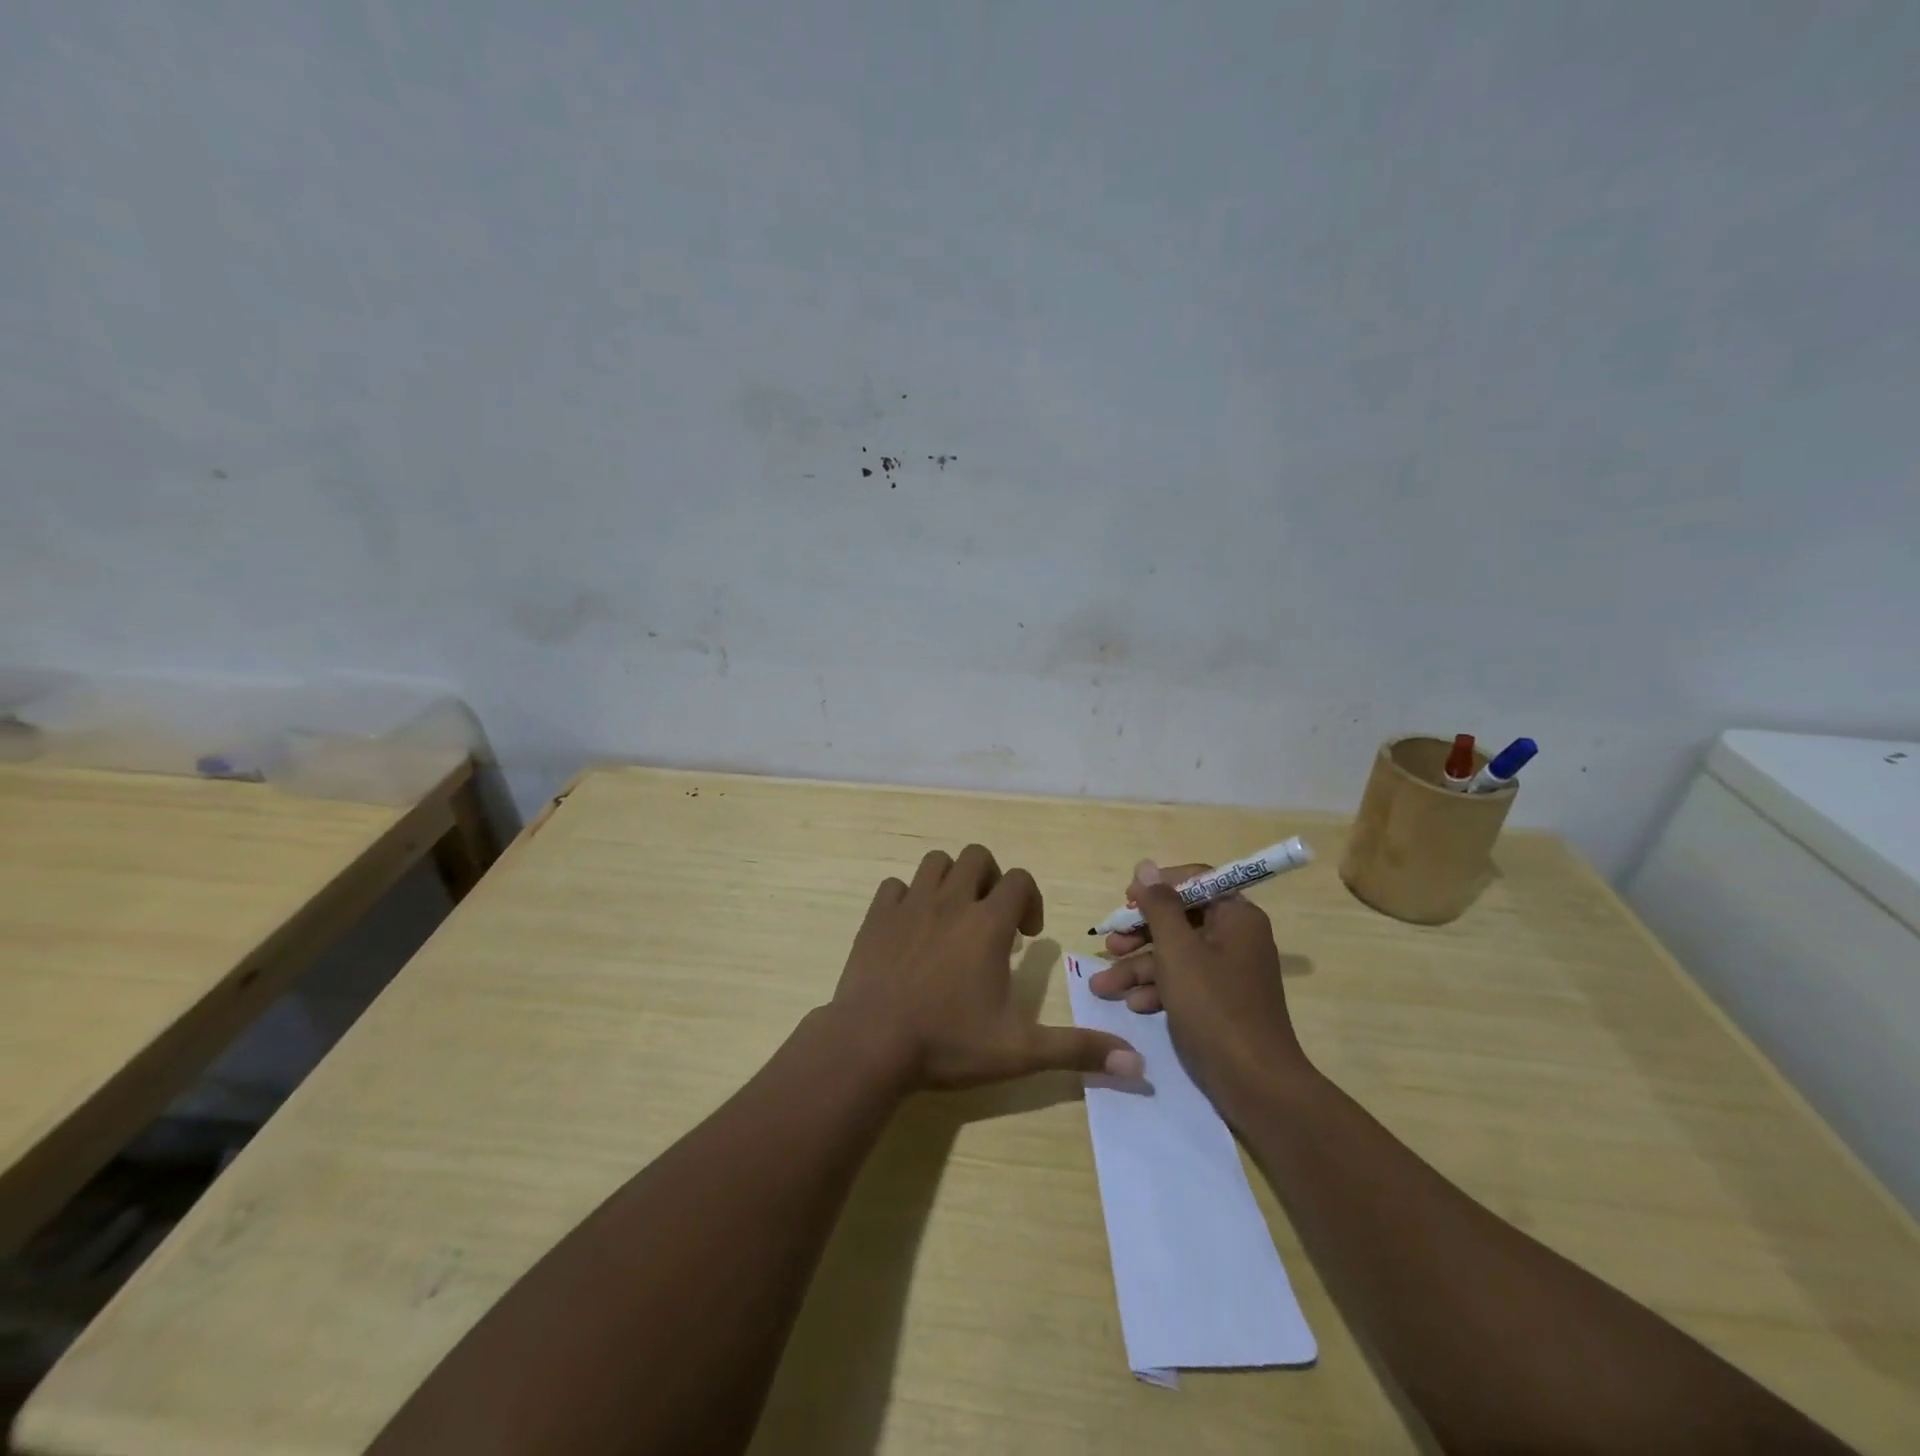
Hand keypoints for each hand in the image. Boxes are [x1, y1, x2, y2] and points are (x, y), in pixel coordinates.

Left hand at [831, 845, 1142, 1090]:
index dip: (1030, 900)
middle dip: (991, 879)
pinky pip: (895, 886)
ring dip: (950, 880)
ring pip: (935, 863)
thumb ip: (1077, 1049)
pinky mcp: (877, 917)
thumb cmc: (948, 1043)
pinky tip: (911, 929)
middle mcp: (951, 902)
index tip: (1026, 937)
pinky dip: (907, 897)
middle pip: (977, 857)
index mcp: (988, 924)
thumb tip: (1138, 1065)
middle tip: (991, 919)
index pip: (1019, 880)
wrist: (871, 1044)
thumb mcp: (1020, 1051)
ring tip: (954, 917)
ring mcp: (910, 905)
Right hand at [1089, 860, 1306, 1105]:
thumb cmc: (1214, 1005)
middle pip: (1180, 919)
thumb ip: (1159, 905)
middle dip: (1140, 933)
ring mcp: (1228, 971)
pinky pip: (1184, 981)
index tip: (1127, 900)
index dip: (1158, 887)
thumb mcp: (1177, 950)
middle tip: (1109, 943)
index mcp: (1236, 916)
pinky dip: (1158, 989)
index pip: (1196, 881)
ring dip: (1138, 966)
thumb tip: (1145, 866)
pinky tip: (1133, 1005)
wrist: (1254, 1082)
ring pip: (1176, 954)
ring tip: (1103, 985)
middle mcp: (1236, 937)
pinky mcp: (1220, 1001)